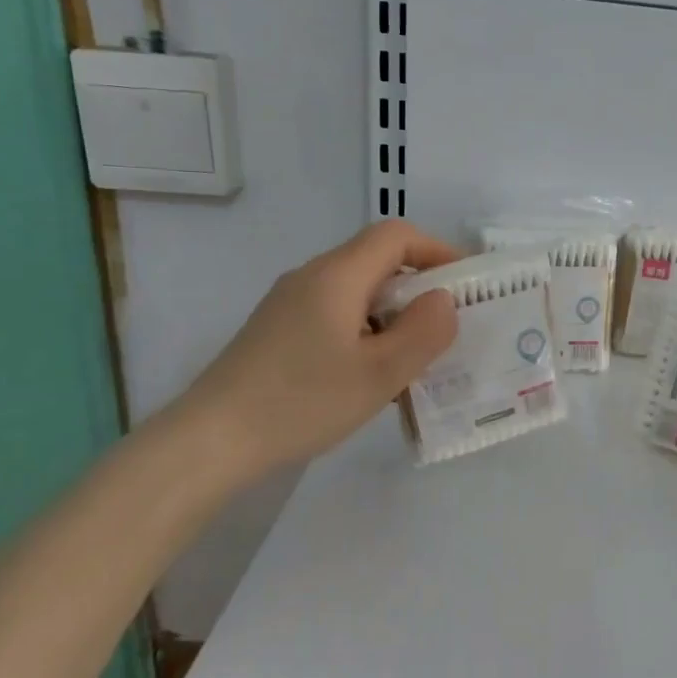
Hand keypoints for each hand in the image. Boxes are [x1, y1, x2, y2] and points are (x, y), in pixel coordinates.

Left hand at [176, 220, 460, 480]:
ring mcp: (288, 303)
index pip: (396, 236)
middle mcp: (311, 277)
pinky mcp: (276, 330)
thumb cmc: (302, 402)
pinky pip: (335, 312)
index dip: (437, 250)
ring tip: (414, 356)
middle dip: (420, 286)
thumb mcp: (380, 374)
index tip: (465, 284)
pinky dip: (366, 328)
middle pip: (376, 260)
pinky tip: (369, 372)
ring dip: (393, 312)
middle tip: (447, 327)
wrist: (211, 441)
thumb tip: (443, 300)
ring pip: (357, 289)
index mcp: (337, 276)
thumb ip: (424, 332)